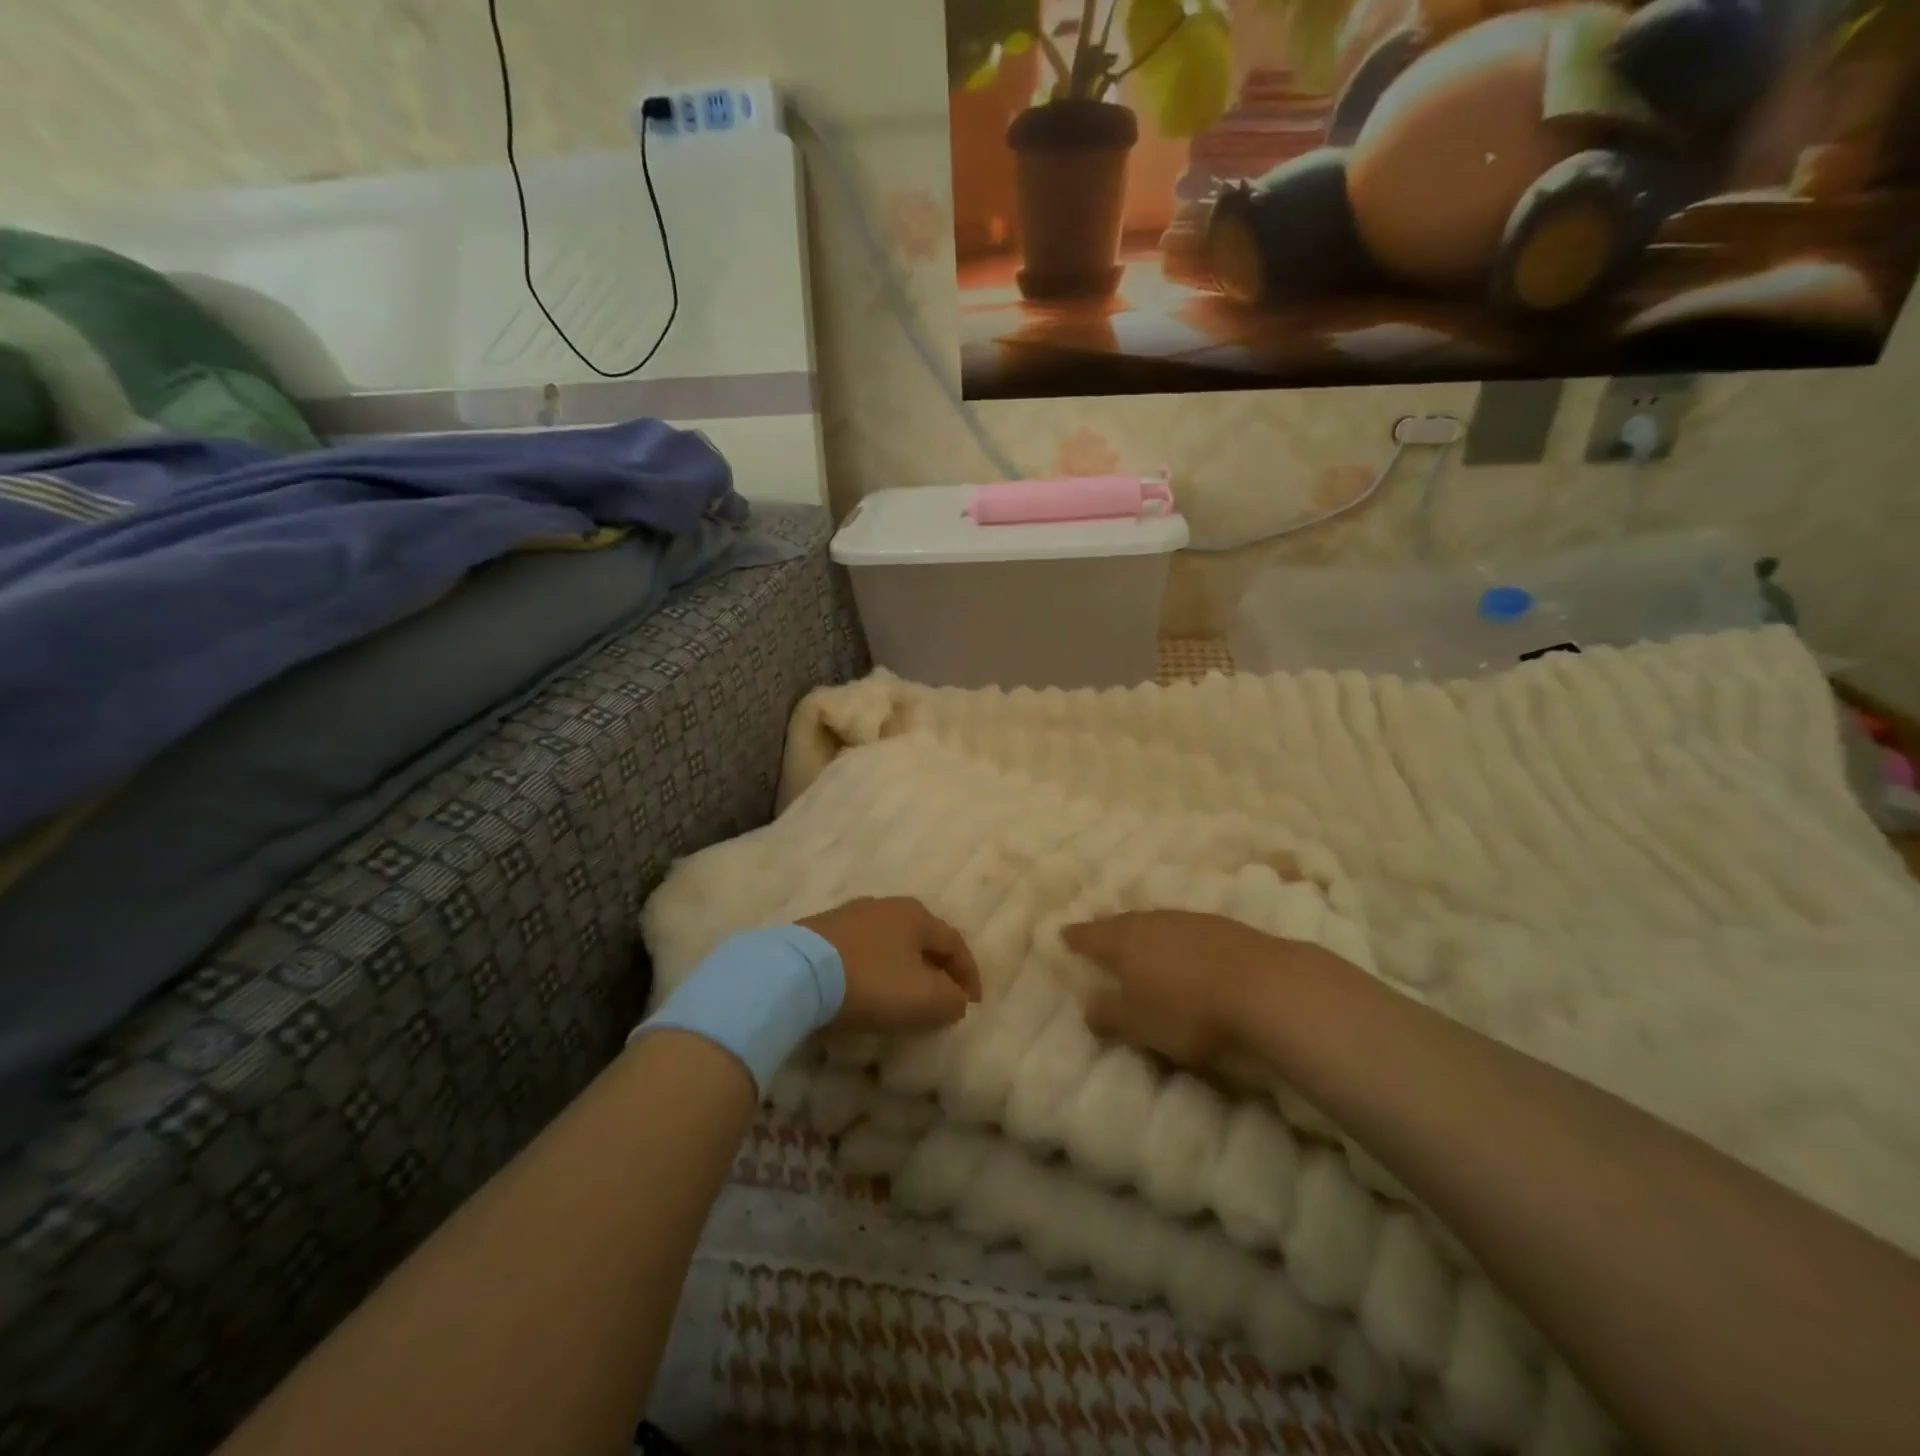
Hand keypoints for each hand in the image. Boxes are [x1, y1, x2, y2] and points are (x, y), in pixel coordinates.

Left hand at [800, 897, 981, 1033]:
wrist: (796, 973)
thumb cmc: (871, 982)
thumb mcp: (925, 999)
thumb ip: (951, 1000)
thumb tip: (956, 999)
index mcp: (916, 915)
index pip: (954, 943)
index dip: (968, 974)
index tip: (973, 1003)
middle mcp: (886, 906)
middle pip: (921, 938)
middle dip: (935, 966)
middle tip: (941, 994)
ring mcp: (849, 915)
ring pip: (888, 942)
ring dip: (901, 966)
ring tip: (902, 993)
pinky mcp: (819, 931)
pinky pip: (859, 950)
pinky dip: (871, 968)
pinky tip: (865, 987)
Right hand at [1064, 910, 1336, 1067]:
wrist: (1264, 988)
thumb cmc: (1187, 1010)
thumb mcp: (1139, 1024)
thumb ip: (1108, 1014)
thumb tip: (1086, 1004)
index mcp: (1123, 941)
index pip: (1089, 935)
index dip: (1074, 938)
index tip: (1062, 936)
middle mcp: (1151, 921)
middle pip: (1122, 923)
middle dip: (1109, 931)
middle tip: (1099, 937)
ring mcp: (1189, 919)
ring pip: (1156, 923)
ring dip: (1145, 933)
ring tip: (1141, 945)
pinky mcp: (1222, 927)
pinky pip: (1185, 929)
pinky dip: (1176, 939)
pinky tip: (1185, 952)